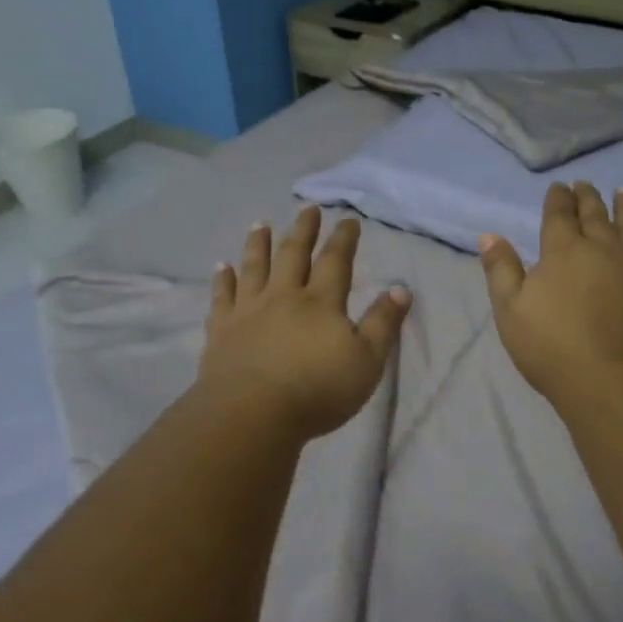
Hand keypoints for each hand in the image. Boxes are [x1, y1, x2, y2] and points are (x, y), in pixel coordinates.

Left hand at [199, 206, 410, 439]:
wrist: (253, 412)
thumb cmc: (318, 390)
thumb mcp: (367, 361)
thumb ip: (383, 323)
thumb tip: (401, 288)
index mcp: (321, 302)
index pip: (335, 261)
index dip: (343, 239)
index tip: (348, 220)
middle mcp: (283, 296)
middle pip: (293, 254)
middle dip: (303, 230)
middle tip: (307, 209)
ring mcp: (248, 310)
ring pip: (254, 267)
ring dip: (258, 243)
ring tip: (260, 224)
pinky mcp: (221, 329)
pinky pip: (221, 296)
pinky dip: (222, 279)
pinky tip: (221, 267)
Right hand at [480, 183, 622, 414]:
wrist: (614, 383)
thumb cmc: (552, 348)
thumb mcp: (510, 311)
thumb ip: (501, 270)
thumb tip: (490, 235)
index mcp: (563, 251)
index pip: (559, 215)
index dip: (558, 199)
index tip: (559, 187)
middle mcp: (603, 248)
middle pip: (596, 215)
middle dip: (589, 198)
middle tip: (586, 184)